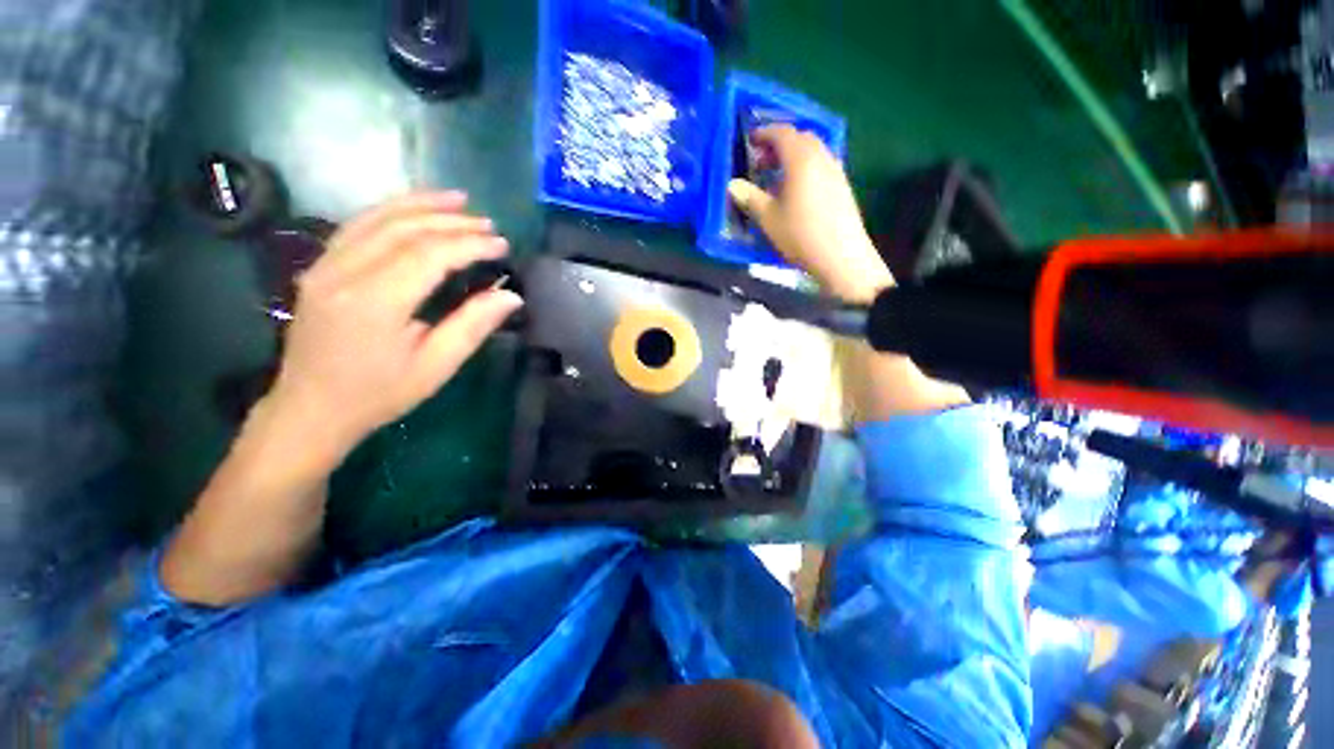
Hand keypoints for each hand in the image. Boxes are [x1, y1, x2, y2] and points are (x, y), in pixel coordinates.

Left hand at [265, 191, 521, 471]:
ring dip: (421, 204)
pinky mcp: (319, 267)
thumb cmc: (379, 394)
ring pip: (377, 217)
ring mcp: (325, 265)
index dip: (470, 244)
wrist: (310, 409)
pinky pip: (357, 225)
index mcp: (375, 302)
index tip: (502, 245)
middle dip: (452, 222)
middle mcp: (344, 273)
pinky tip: (415, 209)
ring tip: (458, 199)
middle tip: (490, 225)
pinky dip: (391, 210)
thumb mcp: (435, 367)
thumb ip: (472, 326)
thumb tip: (511, 296)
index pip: (429, 255)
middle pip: (404, 229)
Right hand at [727, 125, 892, 303]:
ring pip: (812, 151)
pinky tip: (796, 191)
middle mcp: (821, 156)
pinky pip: (821, 165)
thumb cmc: (800, 235)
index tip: (750, 141)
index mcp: (801, 159)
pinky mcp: (842, 185)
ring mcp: (835, 170)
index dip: (764, 133)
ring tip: (776, 178)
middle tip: (761, 162)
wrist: (840, 257)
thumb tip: (732, 185)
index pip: (782, 133)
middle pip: (800, 138)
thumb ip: (750, 197)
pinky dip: (805, 168)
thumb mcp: (769, 218)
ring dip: (793, 156)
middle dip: (778, 144)